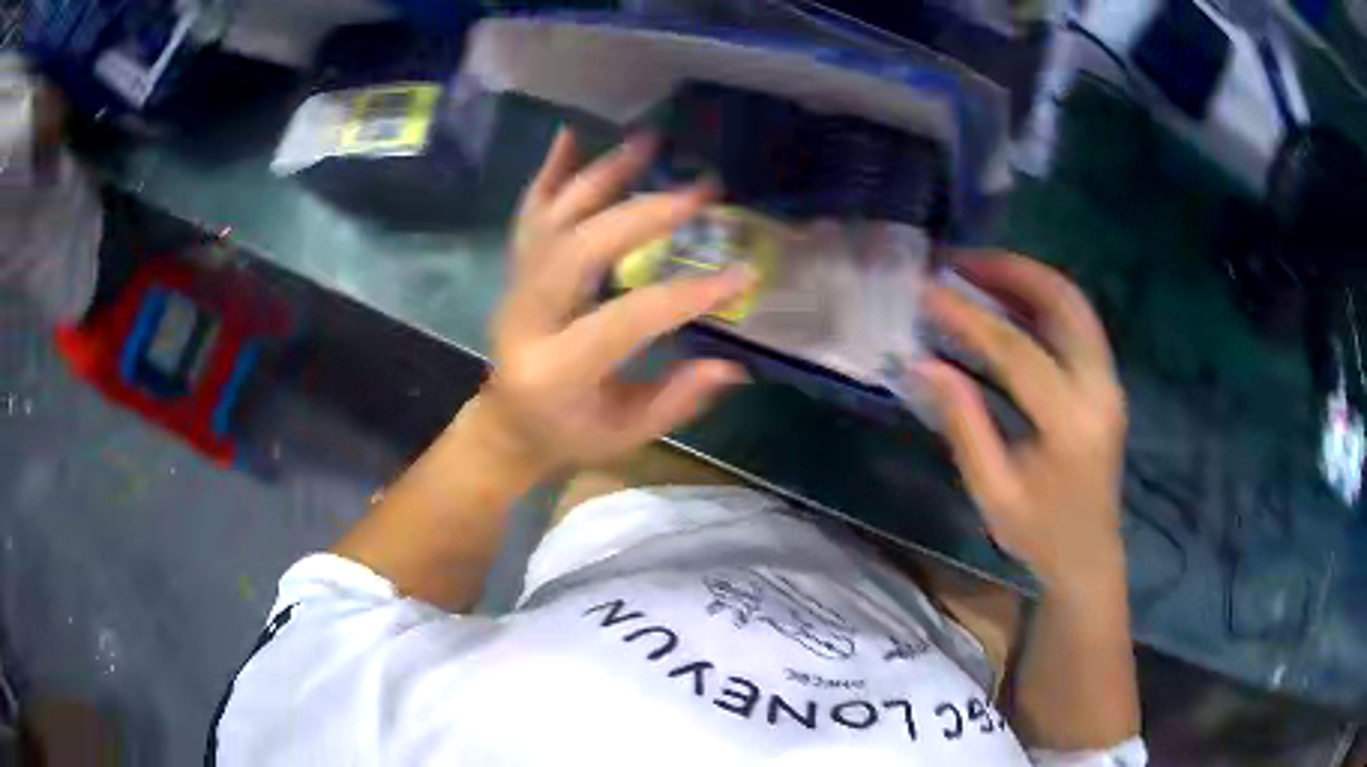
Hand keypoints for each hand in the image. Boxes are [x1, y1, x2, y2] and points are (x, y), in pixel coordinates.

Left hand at [470, 128, 752, 473]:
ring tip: (648, 142)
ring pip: (553, 220)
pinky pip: (530, 214)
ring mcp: (514, 287)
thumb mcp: (625, 434)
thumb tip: (734, 365)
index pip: (627, 319)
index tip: (741, 274)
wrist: (507, 423)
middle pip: (581, 250)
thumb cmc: (569, 434)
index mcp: (556, 370)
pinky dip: (550, 172)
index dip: (686, 296)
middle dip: (644, 215)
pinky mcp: (515, 270)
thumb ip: (676, 399)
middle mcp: (528, 318)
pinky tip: (570, 134)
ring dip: (602, 176)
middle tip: (699, 192)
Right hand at [917, 254, 1127, 589]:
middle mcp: (1100, 389)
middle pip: (1063, 304)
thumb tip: (924, 364)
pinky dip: (1043, 301)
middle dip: (1011, 271)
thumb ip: (963, 424)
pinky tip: (1009, 299)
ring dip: (1028, 278)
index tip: (928, 292)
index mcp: (1070, 424)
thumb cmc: (1039, 534)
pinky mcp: (1107, 381)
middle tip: (961, 260)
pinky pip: (1078, 323)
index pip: (1017, 351)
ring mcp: (1110, 381)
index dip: (968, 317)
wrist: (1090, 556)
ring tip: (979, 269)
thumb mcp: (992, 492)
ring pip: (1076, 305)